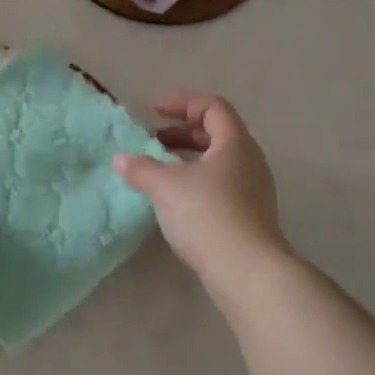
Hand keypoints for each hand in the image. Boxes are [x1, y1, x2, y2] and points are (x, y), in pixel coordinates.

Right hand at [114, 94, 286, 281]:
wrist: (247, 271)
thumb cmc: (207, 214)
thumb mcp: (165, 187)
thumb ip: (141, 168)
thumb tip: (121, 159)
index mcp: (235, 143)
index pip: (213, 107)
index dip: (183, 103)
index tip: (154, 111)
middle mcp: (250, 161)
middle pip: (217, 134)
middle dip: (183, 133)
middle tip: (153, 140)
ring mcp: (254, 191)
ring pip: (219, 162)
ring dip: (188, 159)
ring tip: (160, 170)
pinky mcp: (250, 217)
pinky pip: (221, 186)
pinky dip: (196, 182)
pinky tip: (175, 200)